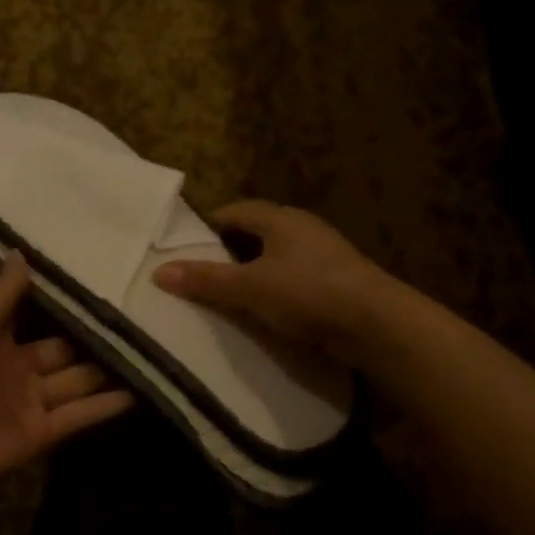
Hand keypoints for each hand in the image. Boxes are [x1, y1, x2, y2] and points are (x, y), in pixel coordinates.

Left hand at [0, 253, 134, 508]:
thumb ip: (2, 291)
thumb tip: (21, 251)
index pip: (36, 315)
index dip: (64, 302)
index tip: (101, 282)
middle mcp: (16, 368)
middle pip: (64, 349)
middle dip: (95, 336)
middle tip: (140, 316)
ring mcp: (31, 403)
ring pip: (77, 381)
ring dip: (109, 369)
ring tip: (152, 348)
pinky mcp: (44, 434)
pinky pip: (80, 414)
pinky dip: (108, 404)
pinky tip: (143, 389)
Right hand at [152, 201, 388, 364]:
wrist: (376, 324)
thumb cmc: (308, 292)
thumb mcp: (249, 287)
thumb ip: (206, 279)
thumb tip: (158, 272)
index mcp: (281, 219)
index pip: (236, 211)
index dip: (209, 225)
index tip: (185, 245)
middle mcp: (302, 230)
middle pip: (256, 233)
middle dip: (228, 250)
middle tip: (200, 272)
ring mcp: (322, 257)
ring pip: (275, 258)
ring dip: (252, 272)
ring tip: (225, 294)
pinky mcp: (334, 284)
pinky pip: (292, 281)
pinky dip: (273, 291)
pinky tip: (261, 311)